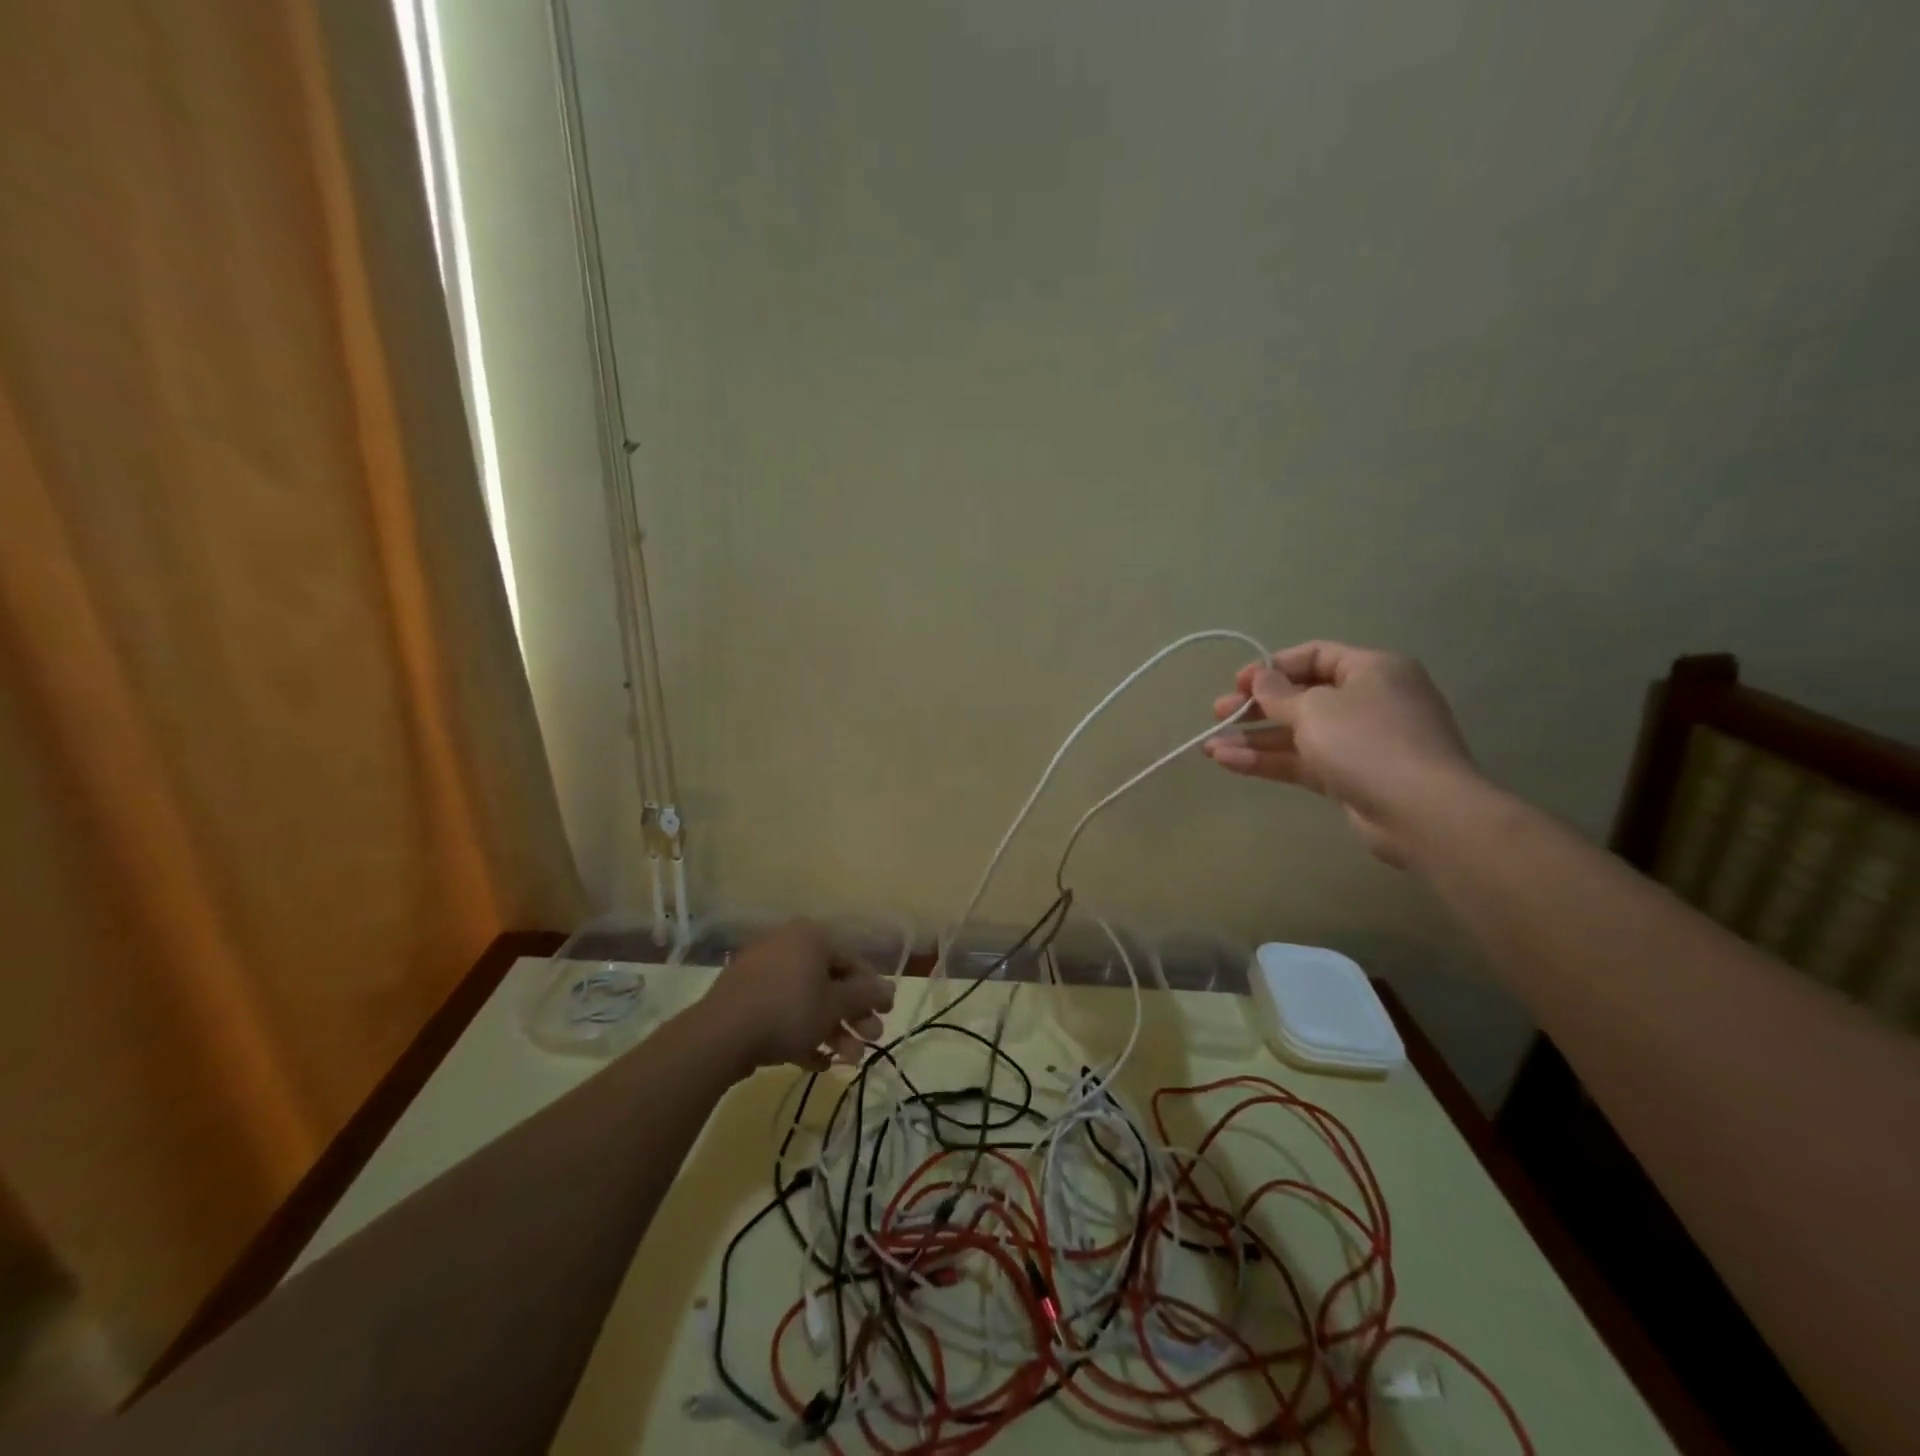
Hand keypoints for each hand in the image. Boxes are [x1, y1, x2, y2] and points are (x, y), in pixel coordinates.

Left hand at [698, 918, 894, 1072]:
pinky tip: (816, 1062)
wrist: (721, 1035)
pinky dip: (801, 1034)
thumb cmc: (789, 1010)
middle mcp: (786, 946)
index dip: (873, 991)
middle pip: (829, 983)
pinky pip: (781, 1013)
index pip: (852, 962)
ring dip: (831, 1030)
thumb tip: (890, 989)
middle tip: (869, 1043)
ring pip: (806, 1001)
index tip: (885, 1016)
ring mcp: (761, 972)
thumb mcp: (836, 1004)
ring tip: (846, 1061)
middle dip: (852, 1017)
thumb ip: (866, 995)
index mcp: (811, 937)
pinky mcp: (744, 999)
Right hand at [1203, 641, 1478, 866]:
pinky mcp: (1352, 777)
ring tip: (1210, 748)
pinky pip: (1305, 761)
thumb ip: (1279, 694)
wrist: (1421, 812)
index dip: (1272, 667)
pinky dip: (1270, 761)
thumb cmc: (1366, 742)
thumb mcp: (1314, 709)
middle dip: (1256, 707)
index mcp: (1371, 670)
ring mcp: (1362, 742)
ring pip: (1299, 734)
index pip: (1315, 656)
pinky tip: (1229, 763)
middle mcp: (1369, 701)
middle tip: (1218, 714)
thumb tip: (1261, 679)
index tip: (1237, 684)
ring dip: (1254, 739)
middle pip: (1302, 697)